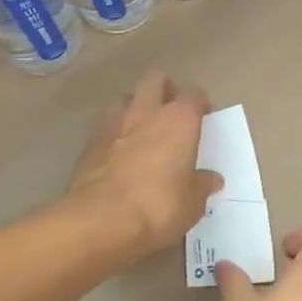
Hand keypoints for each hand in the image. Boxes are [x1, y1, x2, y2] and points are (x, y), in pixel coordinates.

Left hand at [69, 72, 220, 266]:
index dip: (200, 103)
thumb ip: (202, 185)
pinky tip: (118, 151)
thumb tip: (212, 179)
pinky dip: (114, 131)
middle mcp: (147, 112)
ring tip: (141, 128)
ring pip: (126, 97)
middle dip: (165, 90)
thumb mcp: (192, 204)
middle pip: (156, 79)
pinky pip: (105, 124)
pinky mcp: (89, 141)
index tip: (204, 117)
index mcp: (179, 120)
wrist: (99, 220)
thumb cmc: (158, 207)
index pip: (194, 94)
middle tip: (171, 112)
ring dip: (135, 106)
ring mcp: (114, 123)